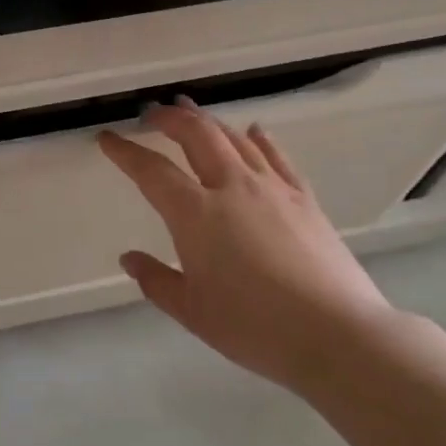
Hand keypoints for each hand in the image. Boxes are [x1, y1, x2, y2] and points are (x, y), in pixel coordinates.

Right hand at [98, 98, 393, 387]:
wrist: (337, 334)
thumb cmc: (254, 327)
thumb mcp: (192, 311)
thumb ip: (156, 281)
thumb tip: (129, 259)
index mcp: (196, 214)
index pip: (151, 171)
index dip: (125, 152)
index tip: (108, 138)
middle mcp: (231, 187)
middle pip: (196, 135)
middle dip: (170, 119)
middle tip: (152, 113)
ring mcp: (272, 188)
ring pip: (234, 138)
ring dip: (208, 121)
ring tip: (191, 112)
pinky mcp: (304, 198)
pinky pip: (276, 156)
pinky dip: (259, 139)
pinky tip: (253, 131)